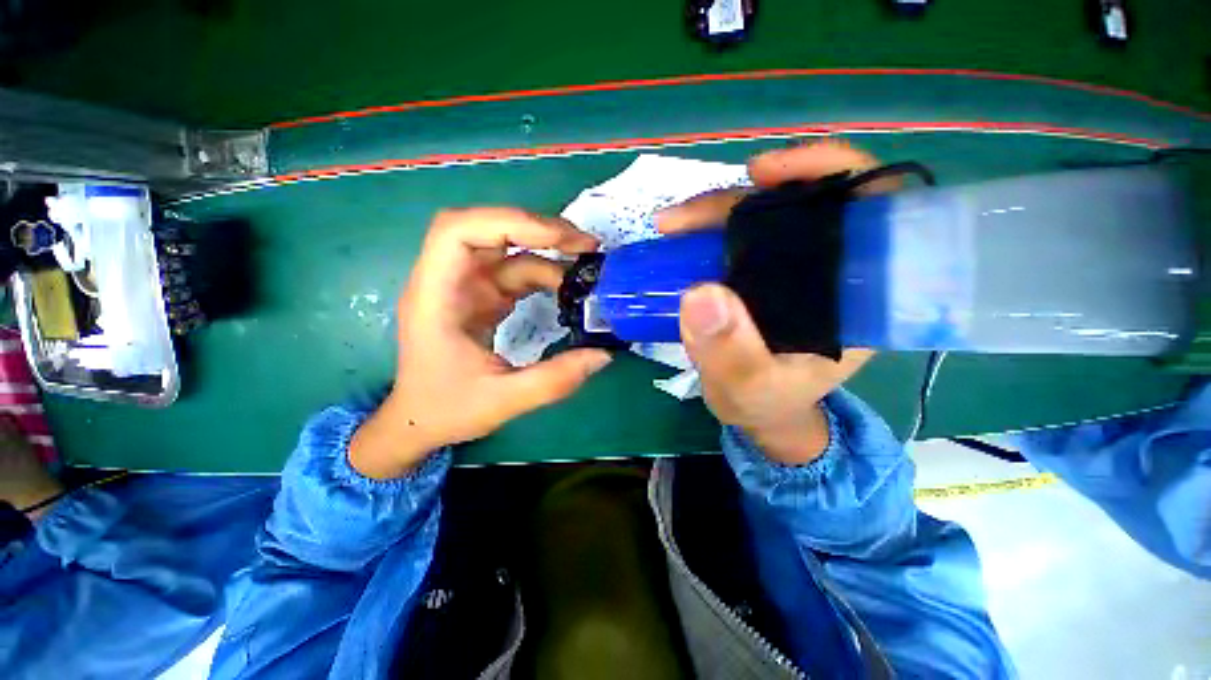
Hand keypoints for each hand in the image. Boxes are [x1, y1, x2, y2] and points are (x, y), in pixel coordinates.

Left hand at [350, 208, 611, 478]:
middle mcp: (448, 281)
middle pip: (488, 231)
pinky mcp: (482, 297)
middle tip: (583, 244)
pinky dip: (544, 274)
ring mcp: (466, 287)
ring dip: (548, 253)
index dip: (508, 223)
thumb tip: (603, 355)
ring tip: (586, 265)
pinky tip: (569, 288)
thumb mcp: (503, 401)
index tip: (557, 238)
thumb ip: (554, 380)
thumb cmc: (447, 409)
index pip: (458, 232)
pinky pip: (515, 273)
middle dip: (537, 230)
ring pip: (507, 251)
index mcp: (435, 297)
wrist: (420, 422)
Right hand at [657, 141, 889, 464]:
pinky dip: (708, 228)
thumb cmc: (766, 403)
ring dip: (716, 211)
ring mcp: (791, 267)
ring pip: (763, 216)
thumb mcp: (751, 388)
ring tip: (672, 225)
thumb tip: (700, 294)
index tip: (768, 175)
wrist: (755, 410)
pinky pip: (738, 235)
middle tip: (689, 216)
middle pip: (802, 203)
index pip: (871, 208)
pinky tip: (680, 234)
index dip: (829, 172)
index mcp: (856, 294)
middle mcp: (830, 269)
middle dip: (745, 198)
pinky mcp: (760, 273)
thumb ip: (732, 354)